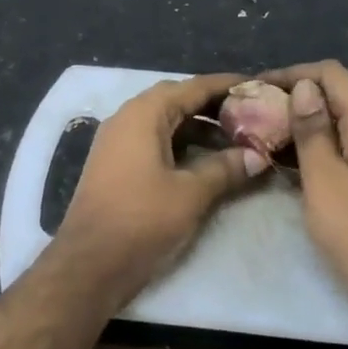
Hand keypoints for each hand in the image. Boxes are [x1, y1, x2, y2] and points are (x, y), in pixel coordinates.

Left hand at [54, 73, 267, 305]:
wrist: (90, 263)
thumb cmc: (141, 220)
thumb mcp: (191, 193)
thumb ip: (226, 168)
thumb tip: (257, 155)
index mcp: (143, 114)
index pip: (192, 87)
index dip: (226, 85)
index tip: (257, 85)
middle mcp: (126, 119)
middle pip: (176, 100)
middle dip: (213, 106)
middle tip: (250, 114)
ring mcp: (117, 142)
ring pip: (164, 123)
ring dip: (198, 128)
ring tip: (235, 139)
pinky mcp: (115, 166)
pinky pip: (153, 142)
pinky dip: (181, 145)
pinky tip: (205, 161)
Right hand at [258, 61, 347, 329]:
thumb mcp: (325, 180)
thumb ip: (312, 131)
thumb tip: (305, 87)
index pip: (333, 75)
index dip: (293, 74)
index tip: (257, 88)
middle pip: (339, 100)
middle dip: (297, 100)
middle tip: (255, 116)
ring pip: (344, 129)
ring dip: (307, 129)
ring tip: (266, 140)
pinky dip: (322, 153)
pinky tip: (295, 169)